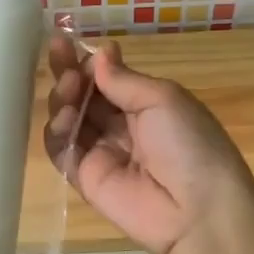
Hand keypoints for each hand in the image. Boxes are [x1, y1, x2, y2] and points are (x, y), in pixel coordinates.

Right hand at [43, 34, 253, 253]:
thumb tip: (99, 53)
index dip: (88, 62)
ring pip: (69, 119)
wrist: (197, 210)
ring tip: (68, 88)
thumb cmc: (189, 144)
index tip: (69, 43)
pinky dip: (56, 132)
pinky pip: (62, 150)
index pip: (108, 78)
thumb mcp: (164, 99)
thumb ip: (124, 79)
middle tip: (58, 55)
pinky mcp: (85, 178)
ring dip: (63, 98)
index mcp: (148, 105)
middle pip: (85, 96)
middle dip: (69, 73)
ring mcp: (102, 153)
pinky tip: (64, 117)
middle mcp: (123, 126)